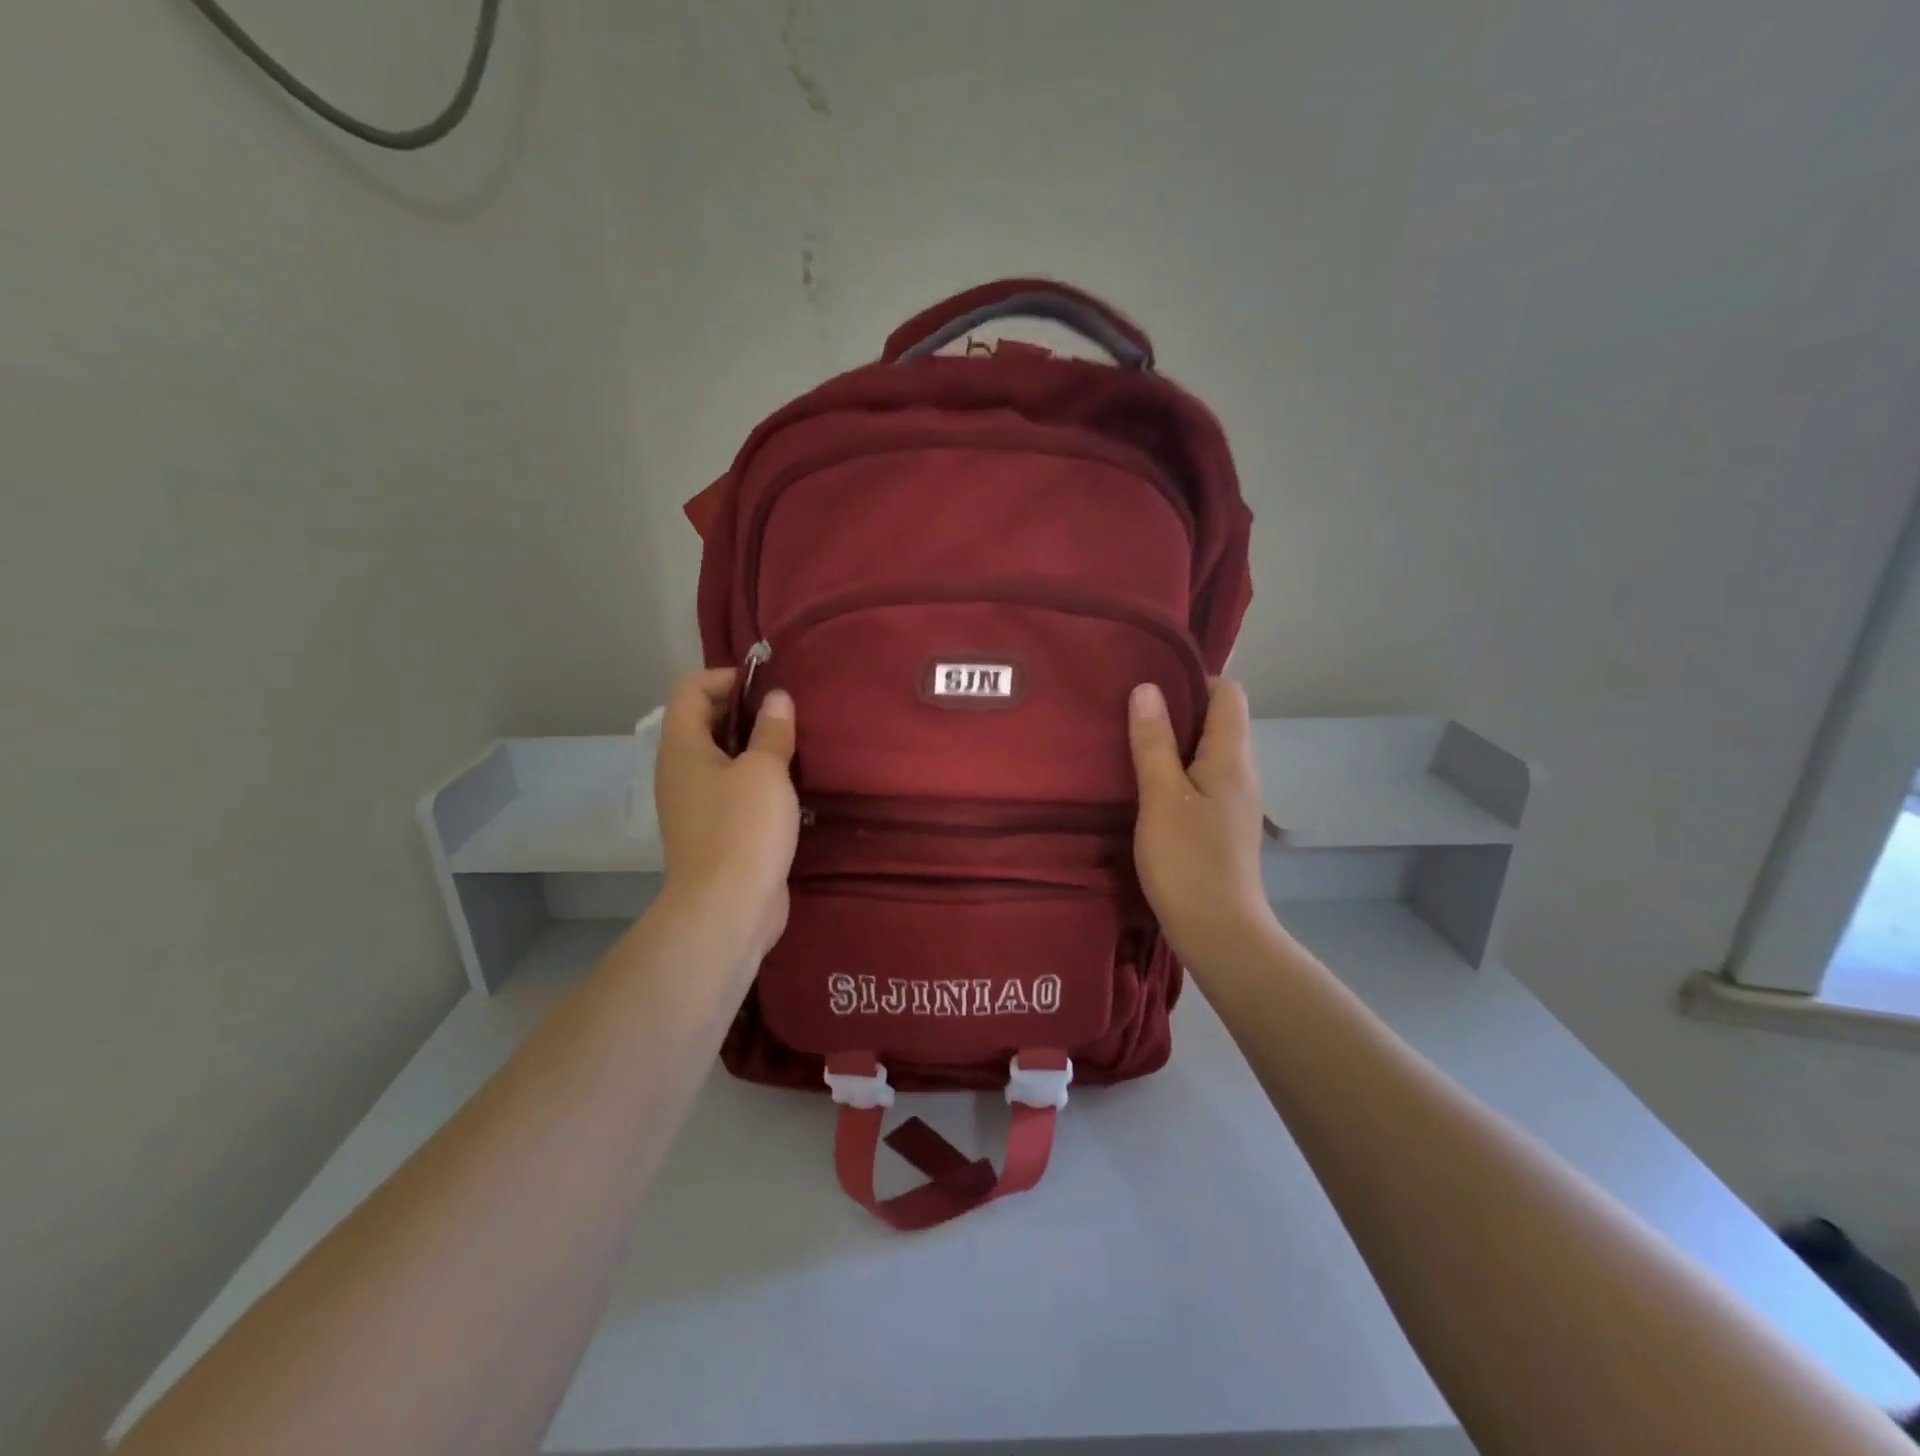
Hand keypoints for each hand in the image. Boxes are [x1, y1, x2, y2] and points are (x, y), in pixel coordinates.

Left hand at [653, 669, 798, 961]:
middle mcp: (681, 772)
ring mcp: (696, 805)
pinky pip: (734, 790)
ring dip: (754, 748)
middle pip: (705, 723)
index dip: (726, 678)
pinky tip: (790, 787)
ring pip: (722, 759)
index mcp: (682, 748)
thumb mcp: (765, 771)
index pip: (691, 690)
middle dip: (745, 712)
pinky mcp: (716, 832)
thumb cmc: (743, 828)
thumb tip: (776, 698)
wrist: (727, 908)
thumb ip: (772, 731)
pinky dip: (757, 780)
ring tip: (795, 746)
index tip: (768, 687)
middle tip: (788, 715)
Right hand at [1128, 678, 1277, 970]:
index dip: (1194, 679)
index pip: (1228, 693)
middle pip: (1217, 720)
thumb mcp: (1162, 797)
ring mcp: (1233, 801)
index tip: (1150, 683)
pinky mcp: (1221, 824)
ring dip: (1172, 743)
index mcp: (1231, 757)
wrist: (1219, 932)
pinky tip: (1144, 786)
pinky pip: (1200, 780)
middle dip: (1177, 709)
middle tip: (1128, 711)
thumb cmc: (1189, 861)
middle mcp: (1240, 772)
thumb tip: (1147, 688)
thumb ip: (1154, 742)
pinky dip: (1175, 773)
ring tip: (1129, 743)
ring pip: (1206, 753)